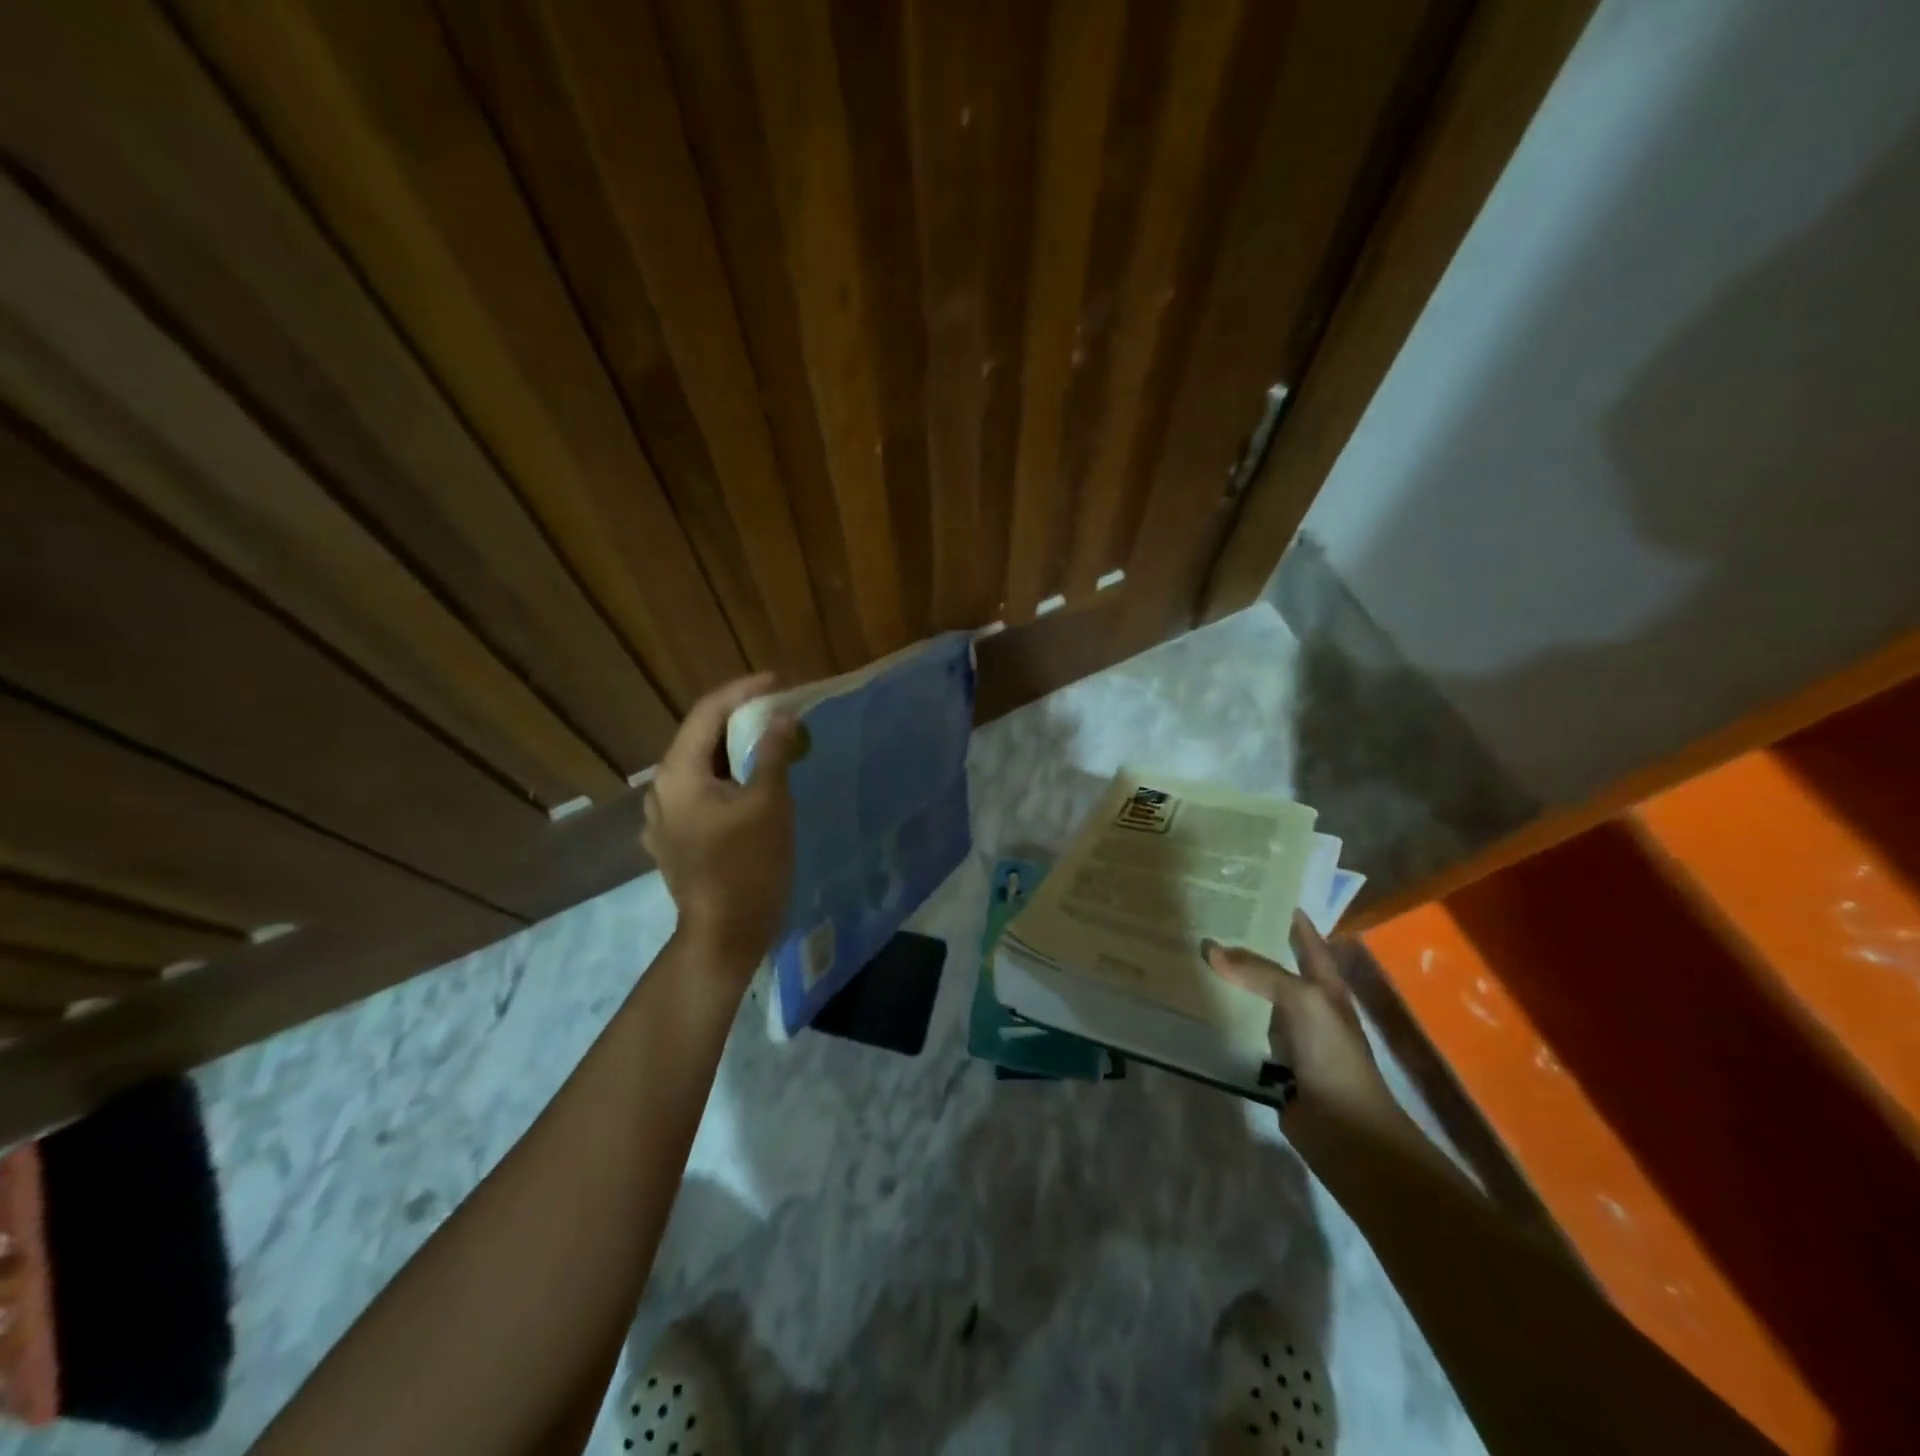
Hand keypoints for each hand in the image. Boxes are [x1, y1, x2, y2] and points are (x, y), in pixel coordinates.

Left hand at [642, 673, 803, 983]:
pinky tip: (754, 784)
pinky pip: (704, 794)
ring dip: (736, 750)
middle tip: (781, 710)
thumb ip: (772, 754)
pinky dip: (730, 779)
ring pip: (703, 768)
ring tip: (773, 742)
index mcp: (678, 774)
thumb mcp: (768, 803)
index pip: (707, 713)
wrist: (725, 935)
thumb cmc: (747, 866)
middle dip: (741, 720)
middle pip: (701, 738)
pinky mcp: (678, 840)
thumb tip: (782, 717)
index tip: (779, 682)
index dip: (743, 691)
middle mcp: (663, 790)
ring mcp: (666, 819)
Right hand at [1205, 912, 1409, 1156]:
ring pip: (1254, 998)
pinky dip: (1222, 1018)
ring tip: (1192, 956)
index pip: (1307, 940)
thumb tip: (1211, 948)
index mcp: (1325, 984)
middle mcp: (1307, 1005)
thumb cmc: (1333, 1055)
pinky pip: (1242, 1030)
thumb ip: (1260, 972)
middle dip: (1246, 945)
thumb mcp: (1303, 1001)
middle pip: (1274, 965)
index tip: (1258, 889)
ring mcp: (1289, 1034)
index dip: (1289, 915)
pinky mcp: (1270, 1061)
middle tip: (1207, 920)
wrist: (1344, 1129)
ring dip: (1230, 982)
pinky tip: (1194, 1006)